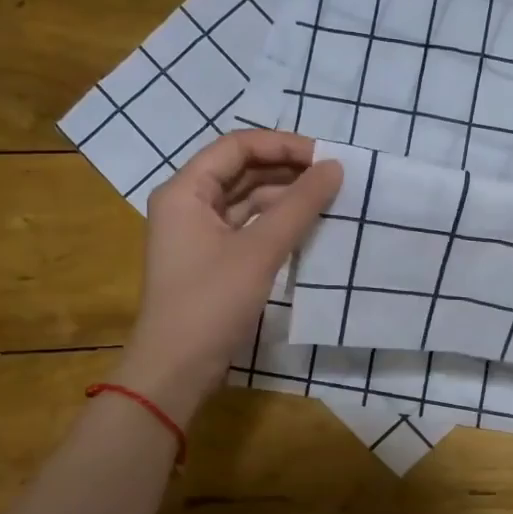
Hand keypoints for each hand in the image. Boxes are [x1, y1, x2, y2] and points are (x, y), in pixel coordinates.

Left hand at [117, 131, 341, 421]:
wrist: (177, 368)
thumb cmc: (211, 303)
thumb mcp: (259, 251)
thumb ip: (299, 206)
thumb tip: (335, 168)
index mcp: (185, 191)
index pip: (237, 147)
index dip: (283, 145)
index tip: (326, 158)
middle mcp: (188, 205)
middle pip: (241, 171)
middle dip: (287, 171)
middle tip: (334, 178)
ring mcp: (198, 235)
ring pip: (246, 201)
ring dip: (284, 199)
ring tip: (328, 201)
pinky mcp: (212, 261)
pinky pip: (247, 229)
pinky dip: (275, 225)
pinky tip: (307, 229)